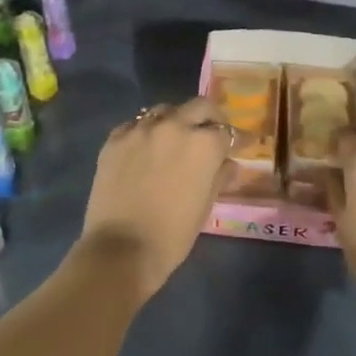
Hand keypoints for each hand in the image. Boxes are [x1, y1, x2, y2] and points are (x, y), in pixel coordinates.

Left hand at [78, 98, 232, 296]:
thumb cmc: (173, 234)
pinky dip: (145, 132)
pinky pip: (135, 125)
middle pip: (199, 107)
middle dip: (210, 117)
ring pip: (165, 110)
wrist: (121, 249)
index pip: (227, 131)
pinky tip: (145, 148)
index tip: (242, 144)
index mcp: (203, 144)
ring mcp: (141, 130)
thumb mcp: (205, 206)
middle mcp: (174, 126)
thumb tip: (229, 165)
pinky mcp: (114, 139)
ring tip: (175, 138)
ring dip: (175, 120)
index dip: (237, 140)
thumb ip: (219, 177)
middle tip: (211, 133)